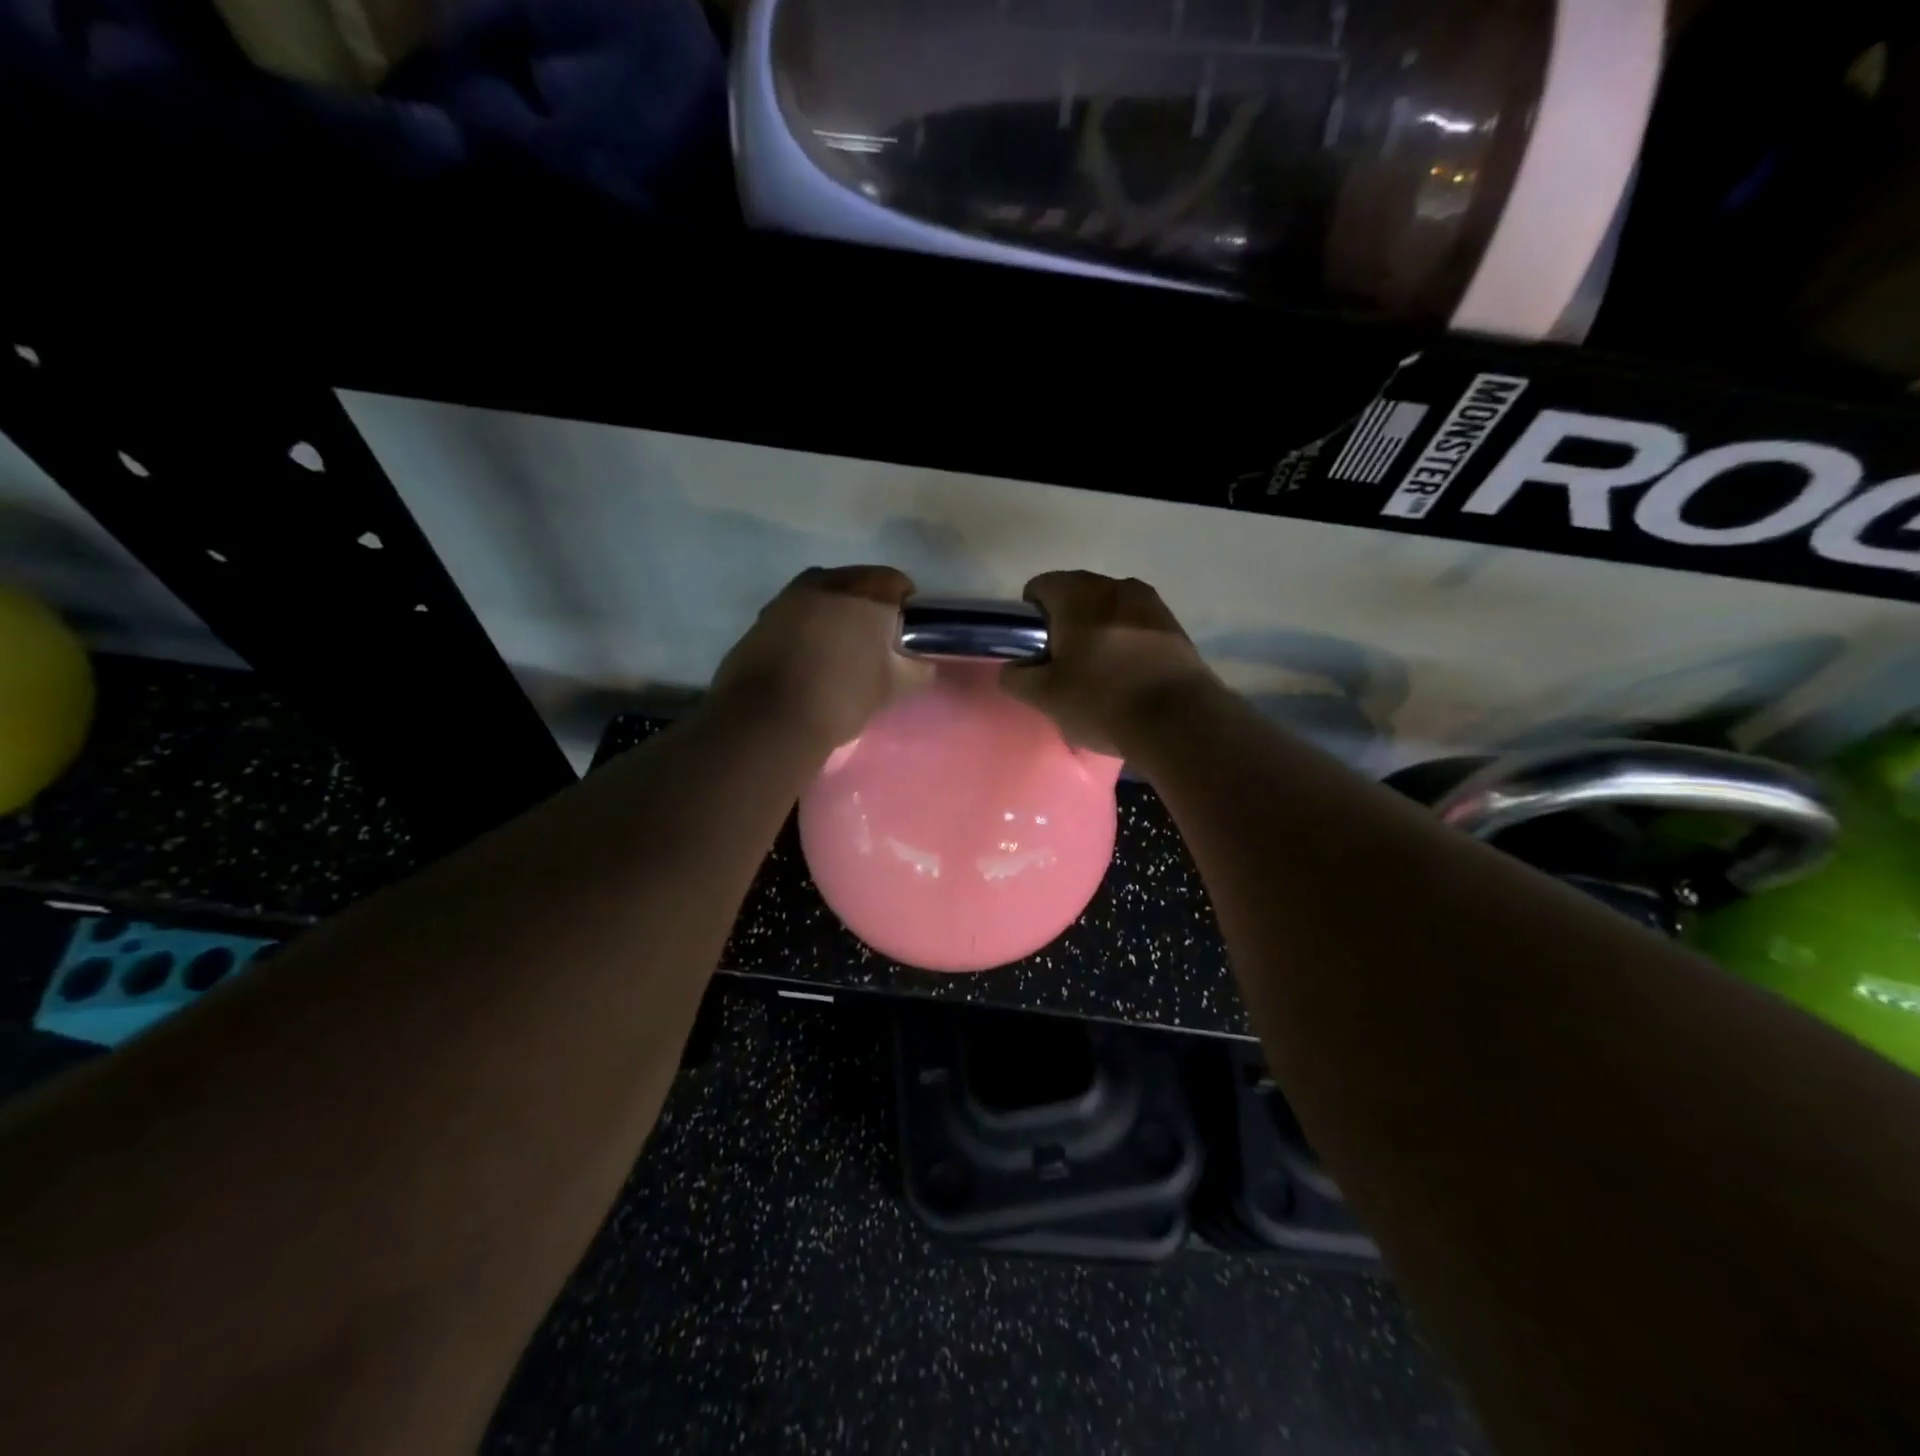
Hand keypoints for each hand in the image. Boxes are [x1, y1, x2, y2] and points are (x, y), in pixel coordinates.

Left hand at [710, 566, 931, 750]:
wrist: (767, 720)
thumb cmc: (841, 696)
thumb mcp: (891, 687)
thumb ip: (915, 669)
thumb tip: (921, 663)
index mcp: (864, 591)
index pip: (896, 582)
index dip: (905, 608)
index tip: (904, 637)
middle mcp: (825, 582)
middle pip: (857, 585)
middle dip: (867, 610)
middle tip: (873, 647)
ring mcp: (787, 597)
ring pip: (823, 599)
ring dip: (834, 618)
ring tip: (838, 656)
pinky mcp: (761, 619)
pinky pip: (796, 616)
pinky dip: (806, 631)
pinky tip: (807, 664)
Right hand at [1002, 571, 1219, 757]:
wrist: (1178, 720)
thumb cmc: (1101, 699)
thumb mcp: (1044, 696)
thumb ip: (1016, 677)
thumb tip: (1012, 668)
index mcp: (1077, 593)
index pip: (1040, 586)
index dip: (1030, 616)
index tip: (1035, 649)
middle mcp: (1115, 585)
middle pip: (1077, 594)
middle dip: (1065, 622)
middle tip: (1063, 664)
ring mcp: (1151, 603)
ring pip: (1110, 609)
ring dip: (1098, 630)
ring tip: (1098, 671)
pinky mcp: (1175, 625)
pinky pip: (1137, 624)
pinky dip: (1126, 641)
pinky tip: (1128, 675)